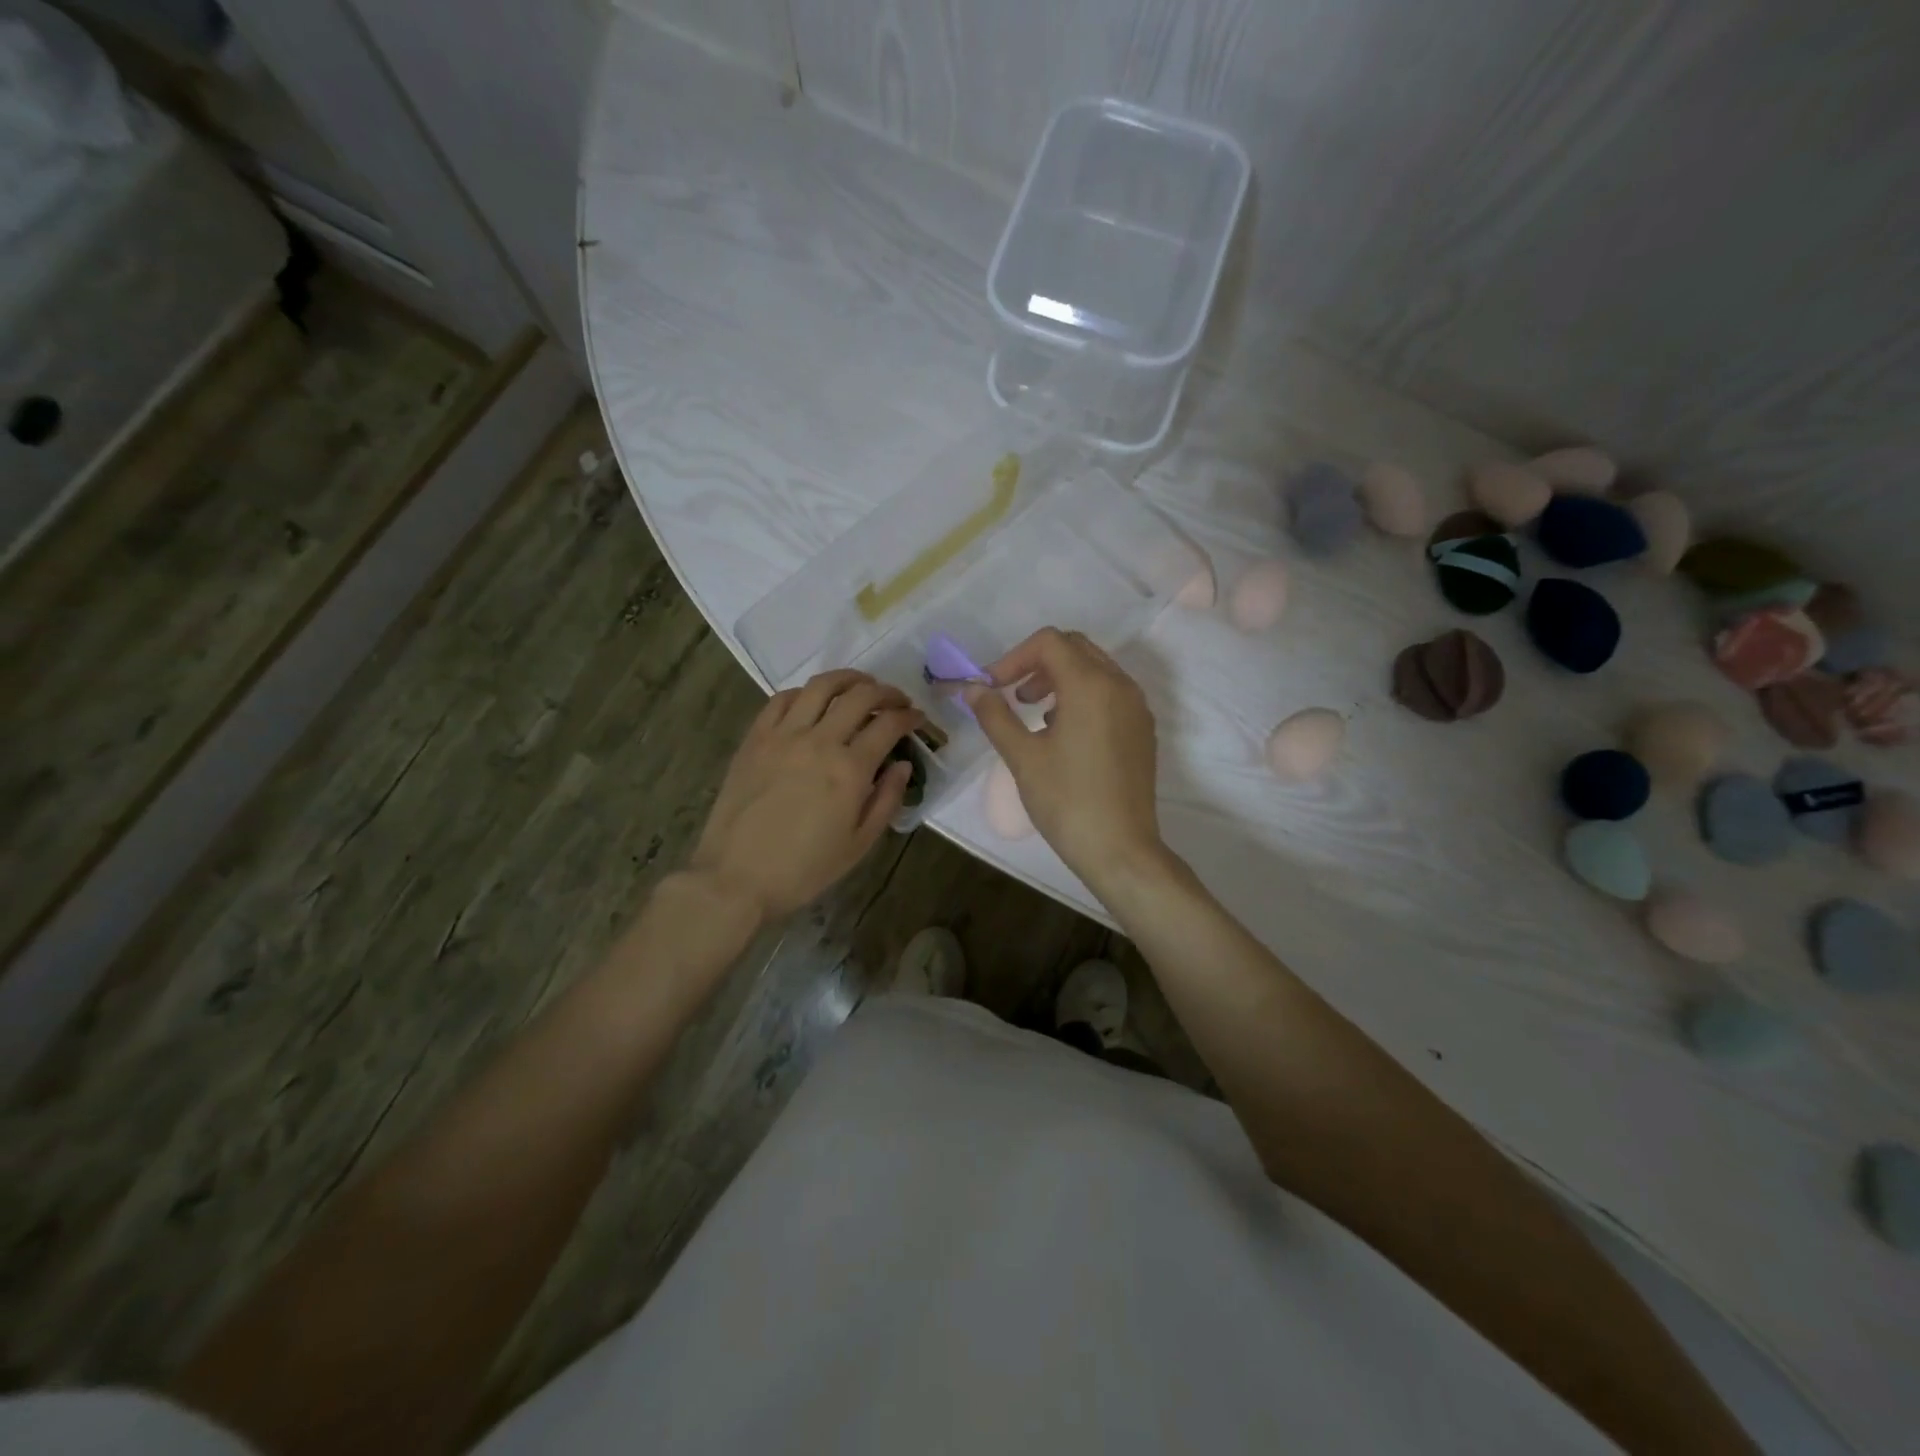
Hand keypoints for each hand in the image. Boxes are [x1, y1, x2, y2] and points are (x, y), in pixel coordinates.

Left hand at [692, 670, 921, 920]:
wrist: (736, 878)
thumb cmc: (804, 869)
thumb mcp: (859, 844)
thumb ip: (886, 799)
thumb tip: (902, 764)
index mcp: (850, 770)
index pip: (888, 724)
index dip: (909, 716)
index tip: (917, 717)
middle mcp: (819, 741)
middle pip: (860, 696)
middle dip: (886, 692)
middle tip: (897, 700)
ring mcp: (783, 735)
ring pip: (821, 686)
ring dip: (848, 679)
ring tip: (860, 685)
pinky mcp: (755, 738)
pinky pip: (782, 699)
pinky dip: (805, 692)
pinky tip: (813, 701)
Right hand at [964, 628, 1167, 893]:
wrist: (1120, 849)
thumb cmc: (1066, 801)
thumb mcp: (1022, 757)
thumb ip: (995, 715)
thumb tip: (972, 689)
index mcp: (1090, 685)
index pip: (1049, 642)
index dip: (1014, 658)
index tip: (992, 687)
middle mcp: (1120, 685)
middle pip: (1075, 648)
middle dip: (1037, 663)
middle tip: (1011, 695)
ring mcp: (1136, 707)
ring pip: (1095, 669)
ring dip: (1060, 678)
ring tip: (1033, 713)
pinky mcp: (1142, 729)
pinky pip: (1110, 693)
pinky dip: (1082, 696)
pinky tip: (1062, 732)